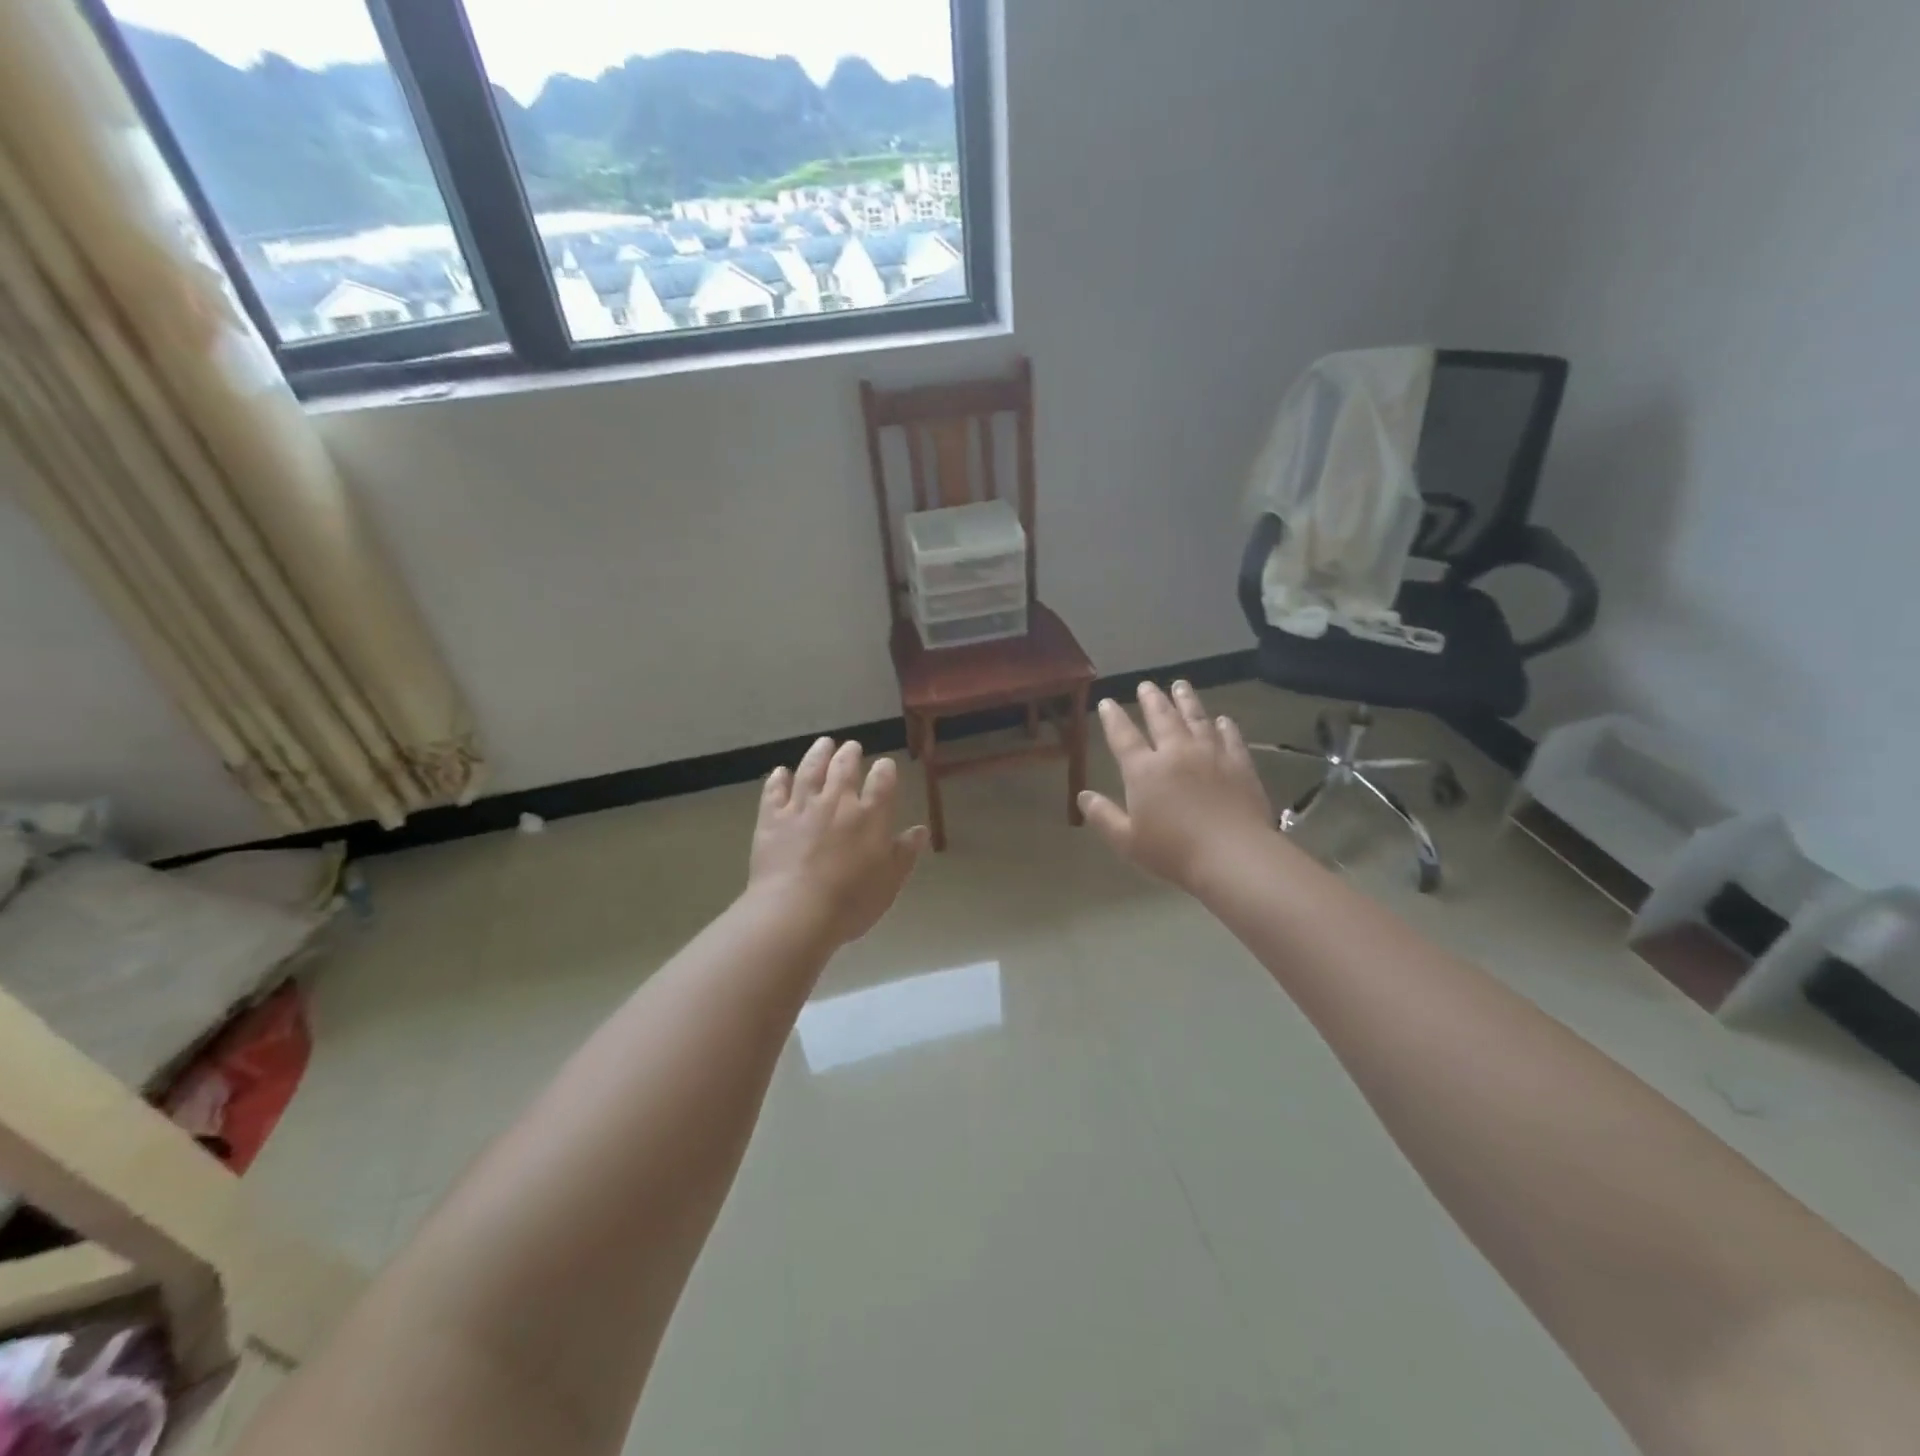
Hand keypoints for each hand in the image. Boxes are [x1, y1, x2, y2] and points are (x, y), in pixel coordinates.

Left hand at [749, 737, 930, 946]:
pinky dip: (778, 779)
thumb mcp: (890, 881)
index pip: (882, 781)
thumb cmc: (851, 901)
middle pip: (844, 768)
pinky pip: (775, 792)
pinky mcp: (772, 819)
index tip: (885, 764)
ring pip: (810, 771)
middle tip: (851, 746)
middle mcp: (837, 802)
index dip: (885, 770)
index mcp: (870, 815)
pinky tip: (781, 772)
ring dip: (817, 755)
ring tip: (823, 744)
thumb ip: (905, 853)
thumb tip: (920, 830)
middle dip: (849, 754)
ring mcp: (801, 807)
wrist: (796, 912)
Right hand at [1078, 681, 1275, 892]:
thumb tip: (1083, 796)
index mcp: (1144, 770)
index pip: (1123, 736)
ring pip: (1196, 718)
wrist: (1233, 855)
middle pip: (1162, 718)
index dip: (1113, 718)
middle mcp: (1176, 752)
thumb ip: (1103, 816)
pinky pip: (1230, 737)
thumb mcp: (1127, 840)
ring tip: (1180, 685)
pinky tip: (1222, 720)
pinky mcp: (1239, 763)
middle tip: (1146, 685)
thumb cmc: (1173, 852)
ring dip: (1186, 700)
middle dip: (1152, 699)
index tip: (1107, 702)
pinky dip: (1224, 725)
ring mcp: (1211, 754)